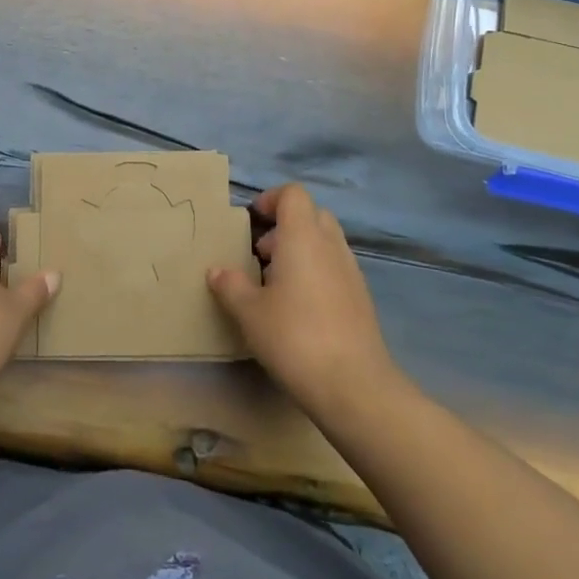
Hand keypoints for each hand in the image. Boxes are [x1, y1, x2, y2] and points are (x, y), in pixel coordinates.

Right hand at [208, 184, 396, 415]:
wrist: (354, 385)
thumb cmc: (294, 337)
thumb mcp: (250, 312)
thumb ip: (230, 285)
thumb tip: (216, 270)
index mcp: (303, 236)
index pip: (293, 194)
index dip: (271, 199)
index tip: (252, 221)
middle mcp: (331, 245)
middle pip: (311, 214)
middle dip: (285, 226)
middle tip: (261, 254)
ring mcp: (351, 271)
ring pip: (325, 242)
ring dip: (300, 251)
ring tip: (275, 285)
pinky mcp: (361, 298)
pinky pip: (335, 268)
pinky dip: (316, 273)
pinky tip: (299, 309)